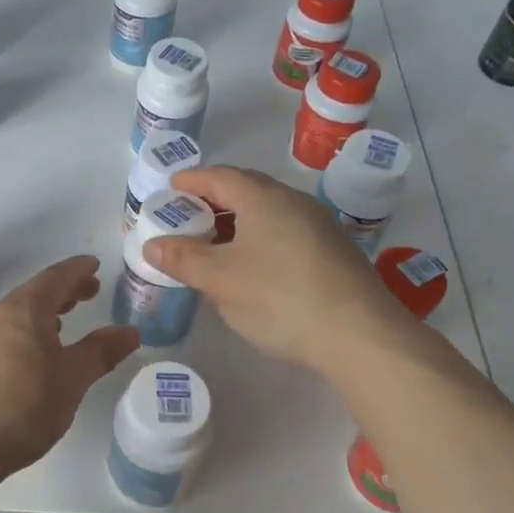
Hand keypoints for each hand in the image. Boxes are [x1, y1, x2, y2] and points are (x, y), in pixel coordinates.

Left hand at [0, 255, 140, 476]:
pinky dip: (24, 330)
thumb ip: (101, 352)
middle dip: (64, 290)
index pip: (56, 277)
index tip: (95, 265)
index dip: (78, 270)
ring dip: (43, 312)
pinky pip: (1, 331)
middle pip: (34, 292)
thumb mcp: (71, 380)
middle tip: (90, 293)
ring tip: (64, 323)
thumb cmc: (22, 408)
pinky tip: (32, 353)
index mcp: (24, 310)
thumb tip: (130, 331)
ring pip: (15, 313)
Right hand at [142, 166, 417, 373]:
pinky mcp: (335, 252)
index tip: (170, 190)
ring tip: (215, 245)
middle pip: (246, 189)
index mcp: (263, 197)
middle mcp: (294, 201)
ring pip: (268, 212)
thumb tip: (153, 244)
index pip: (219, 176)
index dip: (191, 181)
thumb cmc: (280, 298)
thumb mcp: (220, 280)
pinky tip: (253, 267)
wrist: (361, 336)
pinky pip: (286, 232)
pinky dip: (260, 238)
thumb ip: (182, 258)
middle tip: (187, 218)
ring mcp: (320, 225)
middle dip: (213, 201)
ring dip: (238, 222)